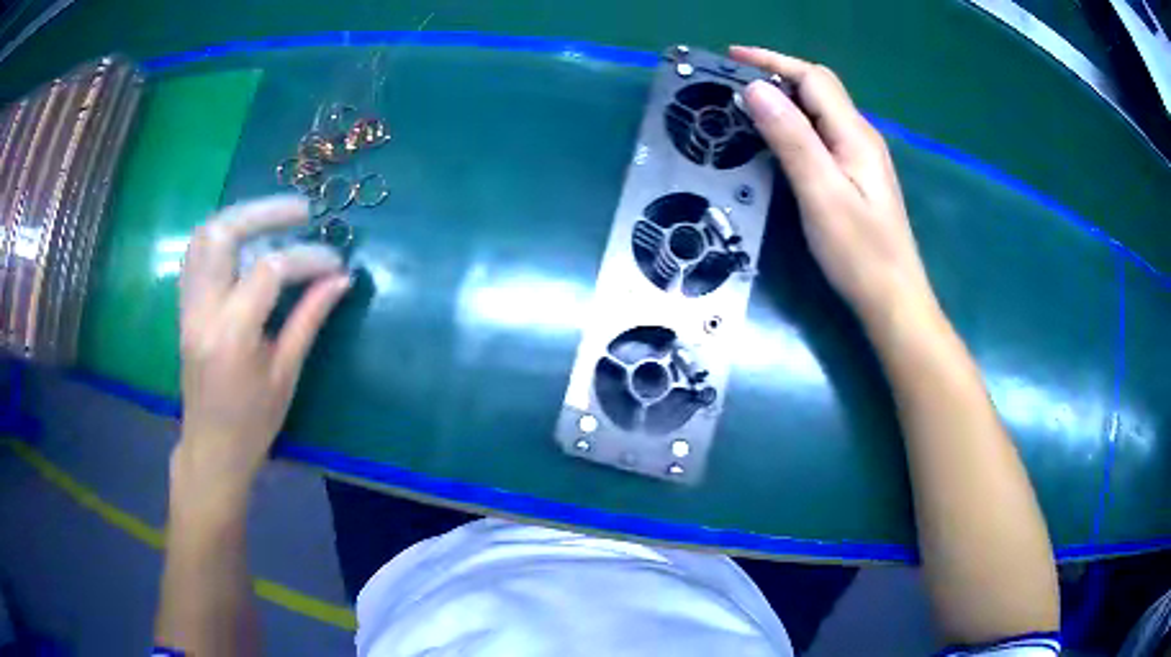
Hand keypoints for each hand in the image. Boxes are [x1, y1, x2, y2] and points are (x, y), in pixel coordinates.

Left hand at [175, 196, 349, 503]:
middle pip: (222, 233)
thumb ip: (310, 319)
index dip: (307, 258)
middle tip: (302, 211)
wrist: (211, 449)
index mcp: (232, 335)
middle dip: (264, 212)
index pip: (269, 271)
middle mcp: (203, 311)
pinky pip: (197, 253)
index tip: (335, 261)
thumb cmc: (253, 423)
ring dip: (241, 216)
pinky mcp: (185, 306)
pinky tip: (247, 238)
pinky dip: (223, 234)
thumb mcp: (286, 375)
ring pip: (204, 235)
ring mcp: (188, 306)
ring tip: (275, 217)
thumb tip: (341, 279)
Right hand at [731, 46, 935, 324]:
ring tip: (746, 105)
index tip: (731, 58)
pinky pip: (823, 134)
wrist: (894, 300)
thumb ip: (792, 139)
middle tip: (733, 82)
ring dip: (785, 99)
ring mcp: (861, 158)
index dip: (773, 62)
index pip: (813, 78)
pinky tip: (777, 139)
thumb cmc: (860, 253)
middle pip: (820, 89)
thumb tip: (755, 89)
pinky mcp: (857, 177)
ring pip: (821, 111)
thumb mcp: (821, 194)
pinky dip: (795, 124)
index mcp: (854, 134)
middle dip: (777, 74)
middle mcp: (861, 137)